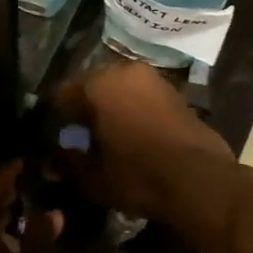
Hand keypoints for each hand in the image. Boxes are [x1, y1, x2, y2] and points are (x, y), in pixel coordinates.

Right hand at [53, 60, 234, 220]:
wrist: (199, 181)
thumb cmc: (137, 175)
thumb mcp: (92, 177)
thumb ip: (68, 163)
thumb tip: (53, 160)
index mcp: (97, 84)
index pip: (61, 94)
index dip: (54, 118)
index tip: (53, 137)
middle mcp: (124, 71)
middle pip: (91, 87)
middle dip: (83, 109)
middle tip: (79, 136)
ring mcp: (153, 79)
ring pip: (119, 90)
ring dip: (110, 108)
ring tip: (106, 137)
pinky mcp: (175, 92)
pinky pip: (141, 97)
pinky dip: (132, 111)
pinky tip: (132, 136)